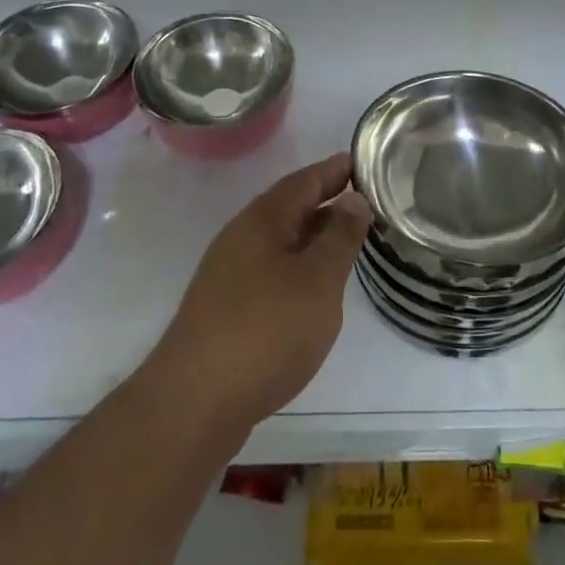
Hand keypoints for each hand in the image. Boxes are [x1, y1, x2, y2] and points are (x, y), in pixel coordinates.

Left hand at [146, 153, 370, 434]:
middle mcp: (242, 237)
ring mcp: (230, 273)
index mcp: (263, 220)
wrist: (194, 404)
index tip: (368, 161)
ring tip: (350, 238)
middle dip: (328, 200)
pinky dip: (300, 264)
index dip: (337, 169)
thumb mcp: (318, 280)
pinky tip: (315, 284)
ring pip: (281, 240)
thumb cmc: (266, 331)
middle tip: (370, 198)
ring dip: (314, 234)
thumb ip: (340, 236)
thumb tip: (353, 197)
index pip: (306, 180)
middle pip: (291, 206)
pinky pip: (272, 268)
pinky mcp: (227, 307)